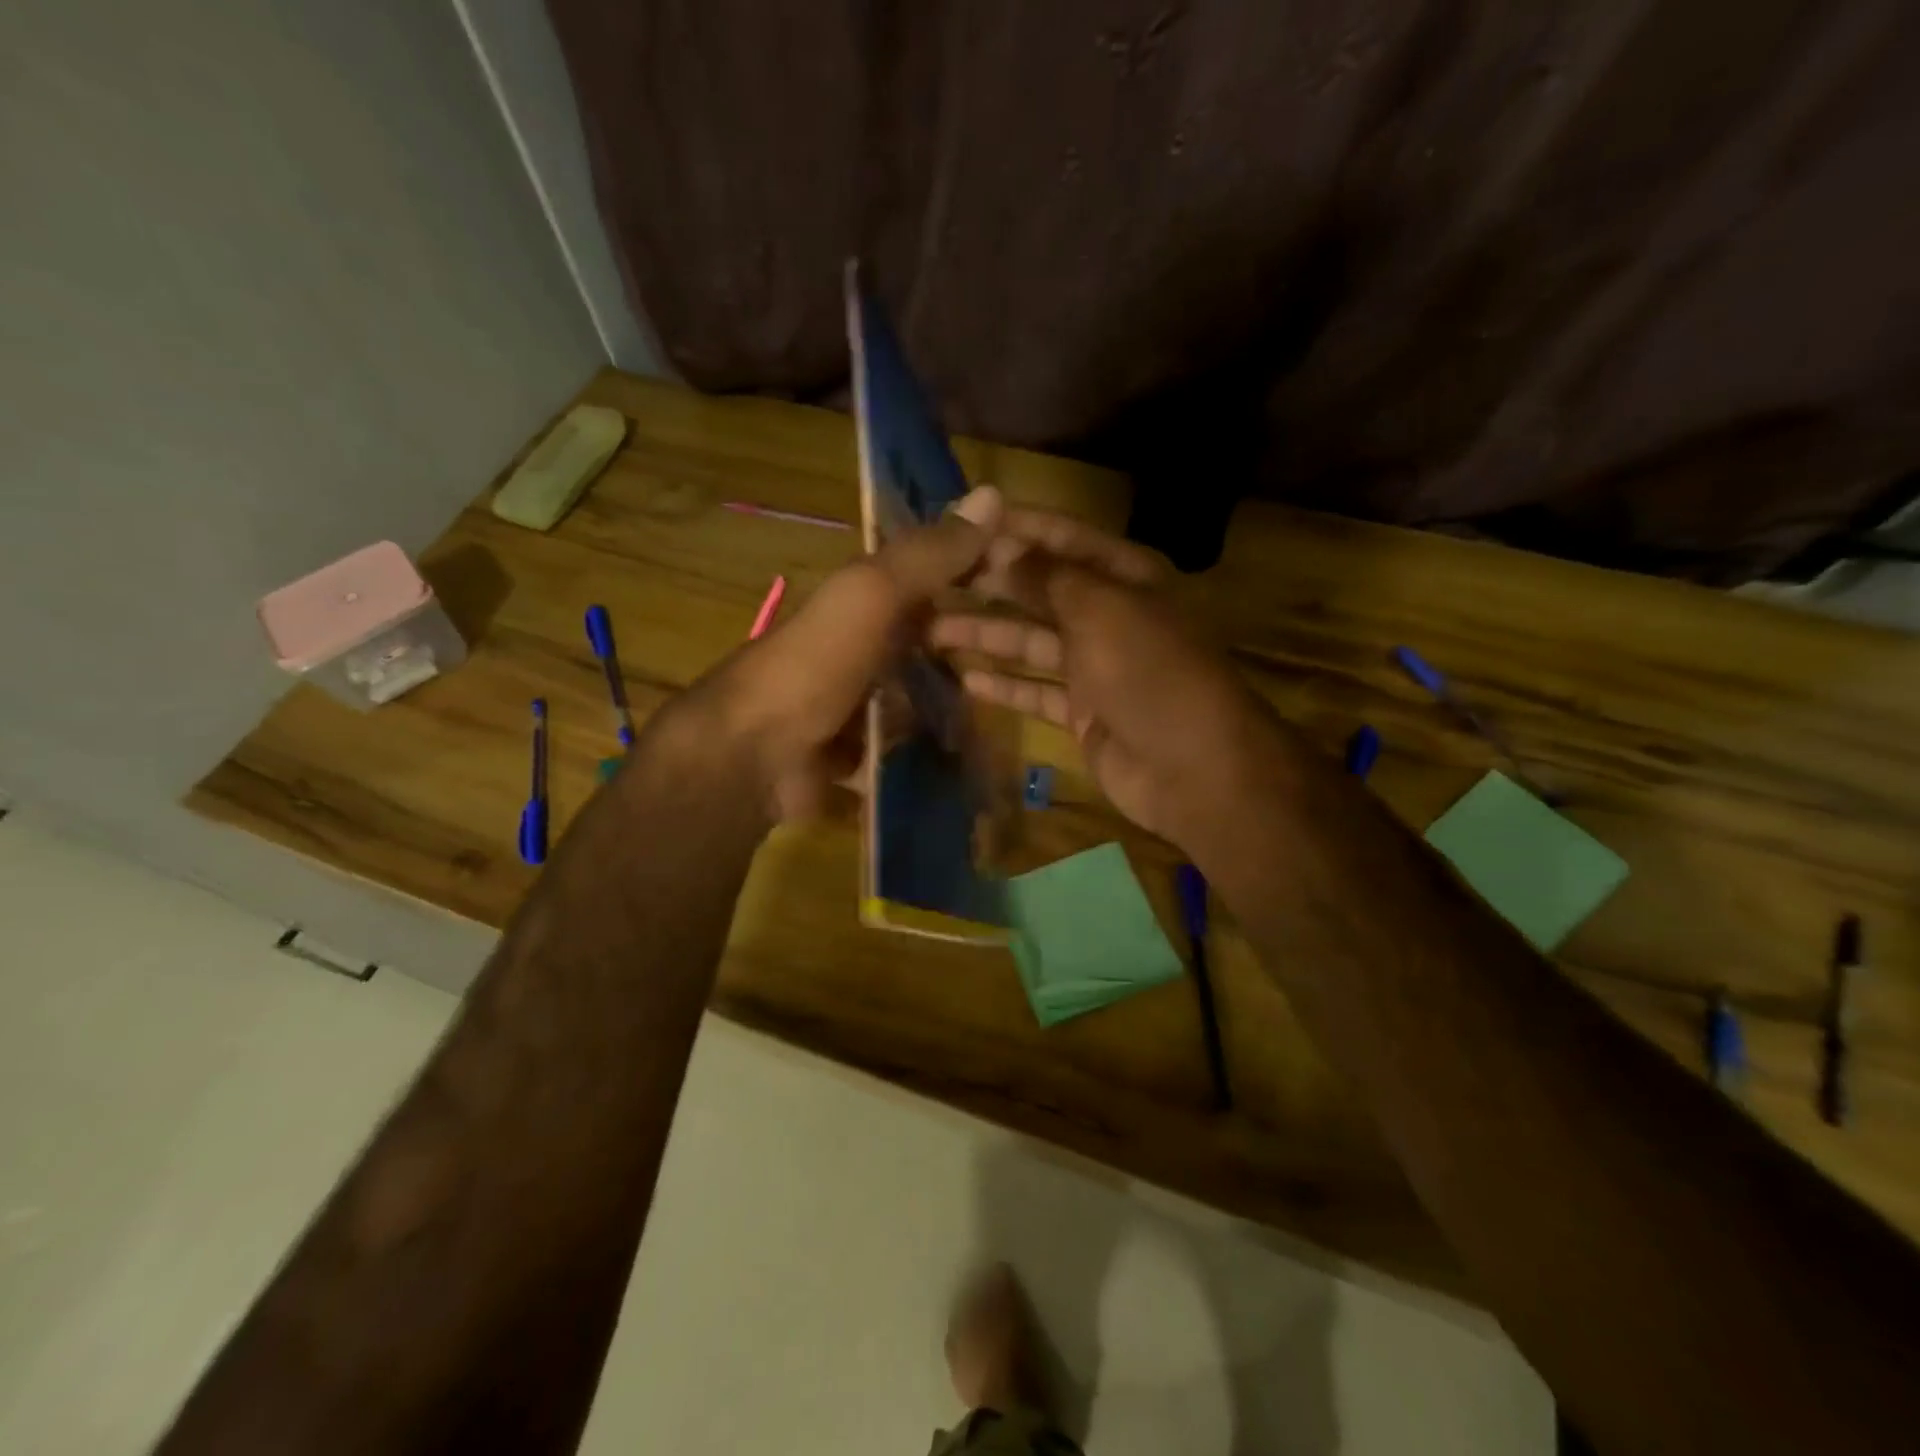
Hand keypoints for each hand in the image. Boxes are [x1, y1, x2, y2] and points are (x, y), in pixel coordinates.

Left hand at [695, 485, 1004, 822]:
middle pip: (927, 641)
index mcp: (859, 603)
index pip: (925, 577)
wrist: (754, 759)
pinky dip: (937, 748)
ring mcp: (860, 706)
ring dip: (958, 701)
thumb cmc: (814, 667)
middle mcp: (860, 649)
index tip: (1028, 579)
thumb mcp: (870, 597)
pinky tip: (976, 753)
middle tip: (1033, 657)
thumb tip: (993, 492)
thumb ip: (926, 556)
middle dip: (973, 648)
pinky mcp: (861, 756)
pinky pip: (909, 746)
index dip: (972, 573)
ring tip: (1012, 713)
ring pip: (921, 696)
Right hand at [928, 508, 1279, 851]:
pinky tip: (965, 679)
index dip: (1014, 528)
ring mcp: (1096, 667)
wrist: (1194, 768)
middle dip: (989, 584)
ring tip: (930, 629)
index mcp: (1126, 577)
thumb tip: (1002, 546)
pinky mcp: (1084, 713)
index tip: (960, 521)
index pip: (1062, 538)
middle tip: (930, 579)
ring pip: (1031, 643)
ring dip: (985, 636)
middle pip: (1040, 591)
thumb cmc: (1150, 672)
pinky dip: (1005, 686)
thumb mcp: (1100, 610)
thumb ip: (1047, 577)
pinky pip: (1036, 691)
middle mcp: (1110, 615)